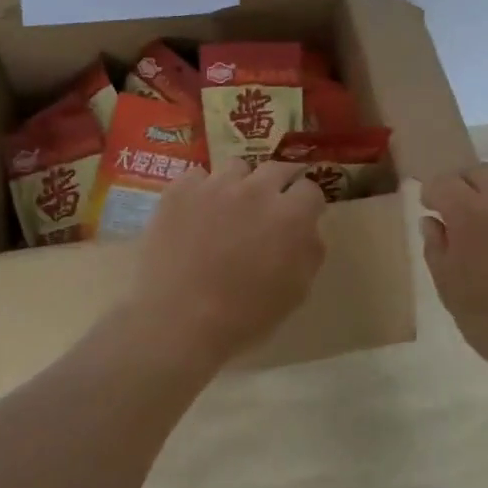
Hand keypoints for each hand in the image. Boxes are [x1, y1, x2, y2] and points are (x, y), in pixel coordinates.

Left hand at [124, 161, 327, 371]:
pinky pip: (197, 177)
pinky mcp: (180, 189)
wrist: (177, 319)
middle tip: (267, 208)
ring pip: (236, 168)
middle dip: (277, 184)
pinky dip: (200, 191)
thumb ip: (309, 252)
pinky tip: (194, 214)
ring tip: (227, 209)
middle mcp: (256, 190)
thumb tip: (308, 230)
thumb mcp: (295, 292)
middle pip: (276, 169)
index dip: (306, 204)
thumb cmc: (243, 315)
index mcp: (290, 216)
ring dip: (239, 184)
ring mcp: (215, 185)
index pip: (310, 189)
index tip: (299, 217)